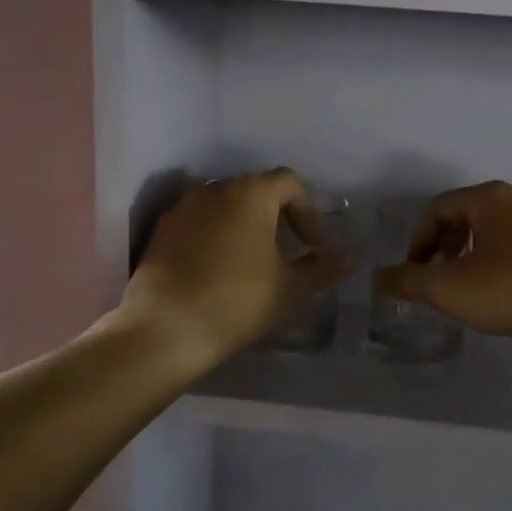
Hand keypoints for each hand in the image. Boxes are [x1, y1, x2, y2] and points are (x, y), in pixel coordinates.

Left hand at [123, 168, 352, 364]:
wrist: (166, 328)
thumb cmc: (239, 301)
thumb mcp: (292, 289)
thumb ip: (323, 268)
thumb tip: (350, 258)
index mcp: (251, 193)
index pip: (289, 182)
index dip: (308, 212)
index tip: (313, 247)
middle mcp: (214, 189)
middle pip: (255, 188)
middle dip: (277, 214)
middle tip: (287, 249)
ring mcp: (182, 208)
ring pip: (224, 204)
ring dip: (244, 224)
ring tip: (253, 260)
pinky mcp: (161, 231)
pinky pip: (198, 222)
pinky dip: (215, 235)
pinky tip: (218, 269)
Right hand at [374, 181, 511, 342]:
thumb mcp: (449, 288)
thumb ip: (408, 281)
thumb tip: (379, 278)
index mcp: (491, 198)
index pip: (438, 208)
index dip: (418, 240)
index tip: (415, 272)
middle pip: (468, 216)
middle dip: (446, 247)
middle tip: (438, 279)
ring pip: (498, 232)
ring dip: (474, 256)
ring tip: (470, 289)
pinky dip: (504, 264)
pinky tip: (506, 294)